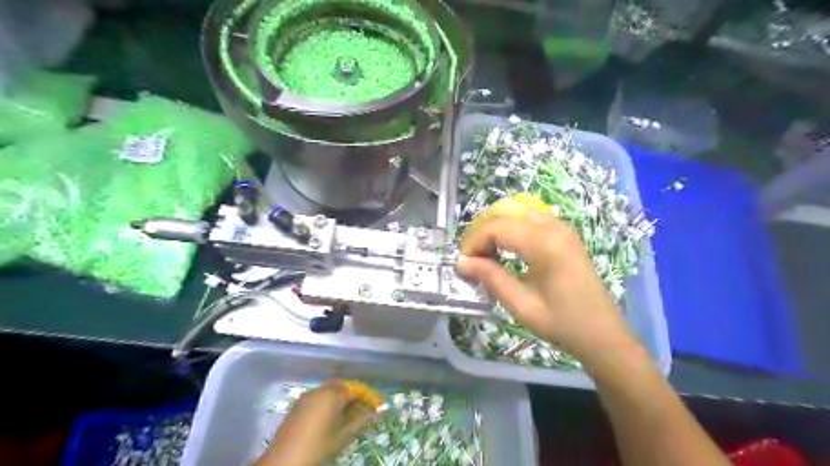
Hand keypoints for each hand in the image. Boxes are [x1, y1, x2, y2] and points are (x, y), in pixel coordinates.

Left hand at [256, 380, 376, 463]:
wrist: (284, 461)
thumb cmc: (318, 448)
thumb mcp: (343, 437)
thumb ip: (361, 421)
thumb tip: (378, 412)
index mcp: (332, 396)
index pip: (355, 390)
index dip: (366, 396)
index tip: (375, 404)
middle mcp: (319, 391)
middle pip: (340, 385)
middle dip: (350, 393)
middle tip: (359, 408)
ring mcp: (306, 397)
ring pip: (327, 390)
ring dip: (337, 397)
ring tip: (345, 414)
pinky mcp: (297, 405)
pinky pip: (316, 396)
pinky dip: (325, 401)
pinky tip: (328, 417)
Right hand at [454, 210, 640, 364]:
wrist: (604, 335)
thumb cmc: (563, 324)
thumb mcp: (522, 305)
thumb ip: (491, 278)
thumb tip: (462, 262)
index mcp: (545, 244)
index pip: (497, 228)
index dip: (474, 242)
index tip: (464, 264)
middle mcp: (554, 228)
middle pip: (506, 217)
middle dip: (483, 236)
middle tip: (472, 261)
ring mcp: (563, 229)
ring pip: (517, 216)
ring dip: (497, 232)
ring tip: (487, 257)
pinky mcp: (566, 236)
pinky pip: (531, 222)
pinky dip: (513, 232)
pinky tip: (508, 252)